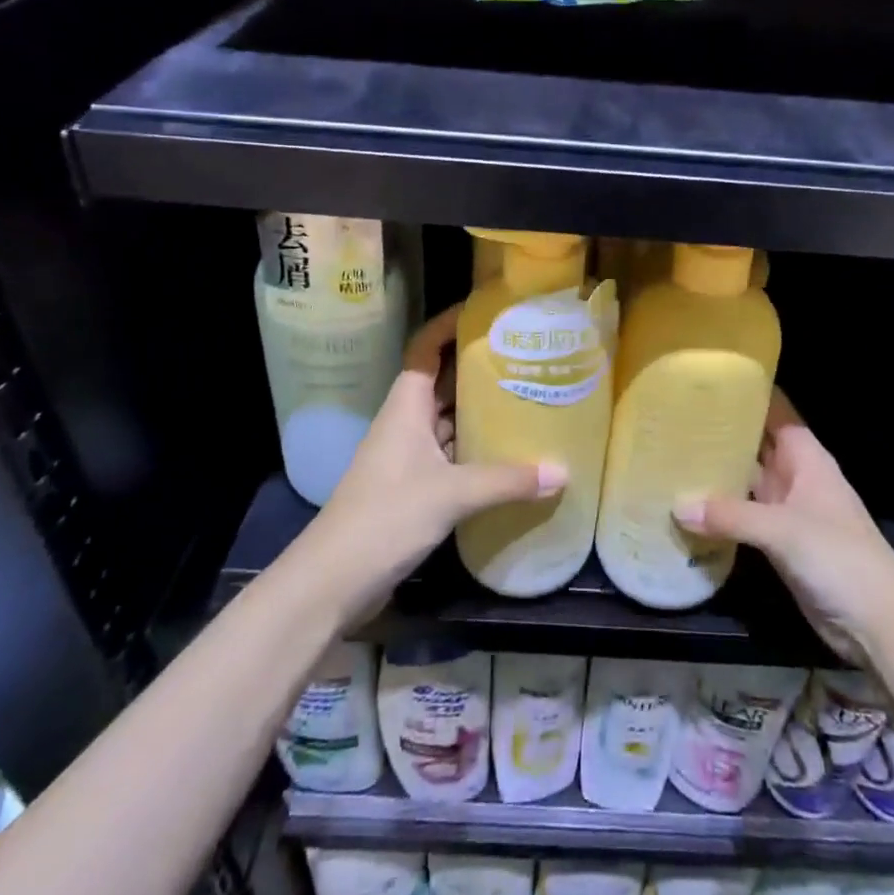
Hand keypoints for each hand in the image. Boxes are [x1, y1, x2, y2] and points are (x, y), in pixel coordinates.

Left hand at [301, 304, 565, 622]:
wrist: (332, 582)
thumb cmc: (385, 518)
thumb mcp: (450, 494)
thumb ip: (506, 481)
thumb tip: (561, 472)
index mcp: (407, 407)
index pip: (425, 349)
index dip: (449, 325)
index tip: (486, 313)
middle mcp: (407, 423)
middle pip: (444, 382)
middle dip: (479, 368)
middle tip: (525, 356)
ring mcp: (408, 457)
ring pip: (449, 421)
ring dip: (480, 411)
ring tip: (527, 396)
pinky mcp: (413, 488)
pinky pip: (451, 454)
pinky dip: (477, 449)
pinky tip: (508, 453)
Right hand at [675, 388, 893, 663]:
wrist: (878, 623)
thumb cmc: (839, 557)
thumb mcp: (783, 529)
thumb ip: (731, 515)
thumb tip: (677, 507)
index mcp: (806, 457)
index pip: (775, 411)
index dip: (748, 393)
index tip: (708, 379)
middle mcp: (795, 476)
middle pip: (756, 444)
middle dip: (723, 431)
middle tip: (675, 416)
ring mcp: (786, 511)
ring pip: (747, 480)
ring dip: (718, 472)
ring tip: (672, 453)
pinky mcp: (778, 543)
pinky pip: (744, 516)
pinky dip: (720, 511)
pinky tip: (688, 505)